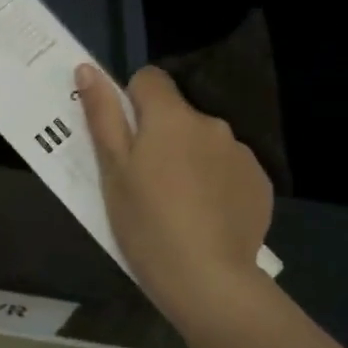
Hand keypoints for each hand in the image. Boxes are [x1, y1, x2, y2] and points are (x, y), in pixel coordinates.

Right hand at [76, 64, 273, 324]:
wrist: (206, 279)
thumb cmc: (145, 223)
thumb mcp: (112, 171)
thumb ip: (102, 116)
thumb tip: (87, 68)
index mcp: (171, 118)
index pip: (149, 80)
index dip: (131, 103)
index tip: (124, 141)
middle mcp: (212, 124)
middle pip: (178, 115)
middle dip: (161, 136)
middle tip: (144, 182)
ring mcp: (241, 154)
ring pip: (204, 143)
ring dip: (189, 159)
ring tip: (176, 205)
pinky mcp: (259, 183)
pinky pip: (228, 169)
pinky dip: (214, 183)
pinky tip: (204, 217)